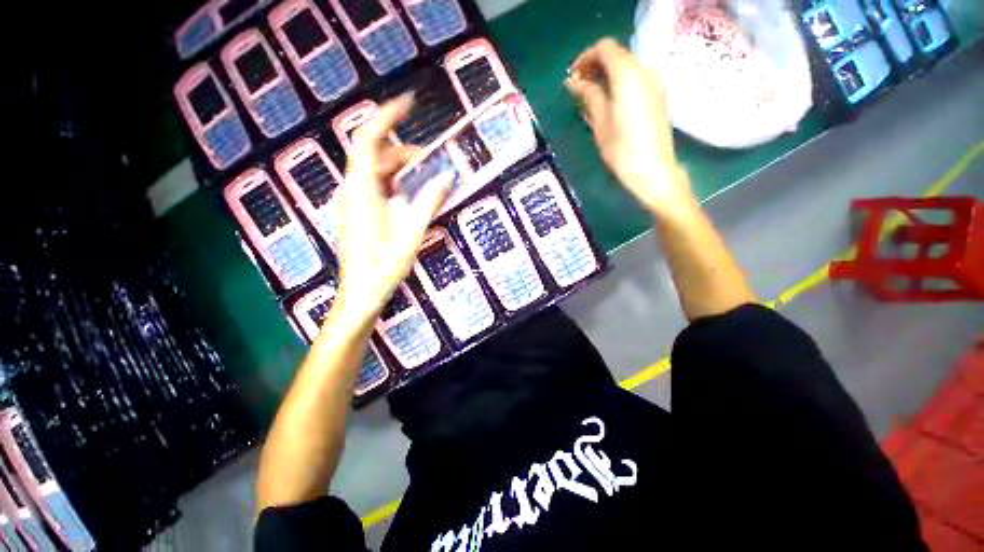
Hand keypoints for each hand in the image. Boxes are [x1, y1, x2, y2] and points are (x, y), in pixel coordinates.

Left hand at [334, 95, 451, 320]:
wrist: (360, 293)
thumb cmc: (384, 266)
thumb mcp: (411, 234)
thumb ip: (428, 203)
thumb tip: (447, 177)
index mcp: (362, 191)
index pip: (368, 140)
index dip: (387, 116)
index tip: (410, 103)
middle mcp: (352, 190)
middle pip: (375, 154)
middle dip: (403, 150)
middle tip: (433, 160)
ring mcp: (353, 201)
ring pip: (376, 170)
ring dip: (401, 168)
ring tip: (427, 178)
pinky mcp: (358, 211)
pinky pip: (376, 185)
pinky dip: (395, 181)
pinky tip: (411, 195)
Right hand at [566, 38, 692, 215]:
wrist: (653, 169)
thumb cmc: (622, 149)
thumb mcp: (600, 122)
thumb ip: (589, 95)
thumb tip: (573, 81)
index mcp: (628, 74)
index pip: (605, 48)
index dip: (585, 58)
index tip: (572, 77)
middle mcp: (645, 70)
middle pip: (617, 55)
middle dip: (595, 66)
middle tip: (577, 88)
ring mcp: (655, 82)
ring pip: (626, 66)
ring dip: (606, 75)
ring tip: (590, 97)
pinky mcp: (658, 95)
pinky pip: (635, 78)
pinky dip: (619, 83)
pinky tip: (608, 102)